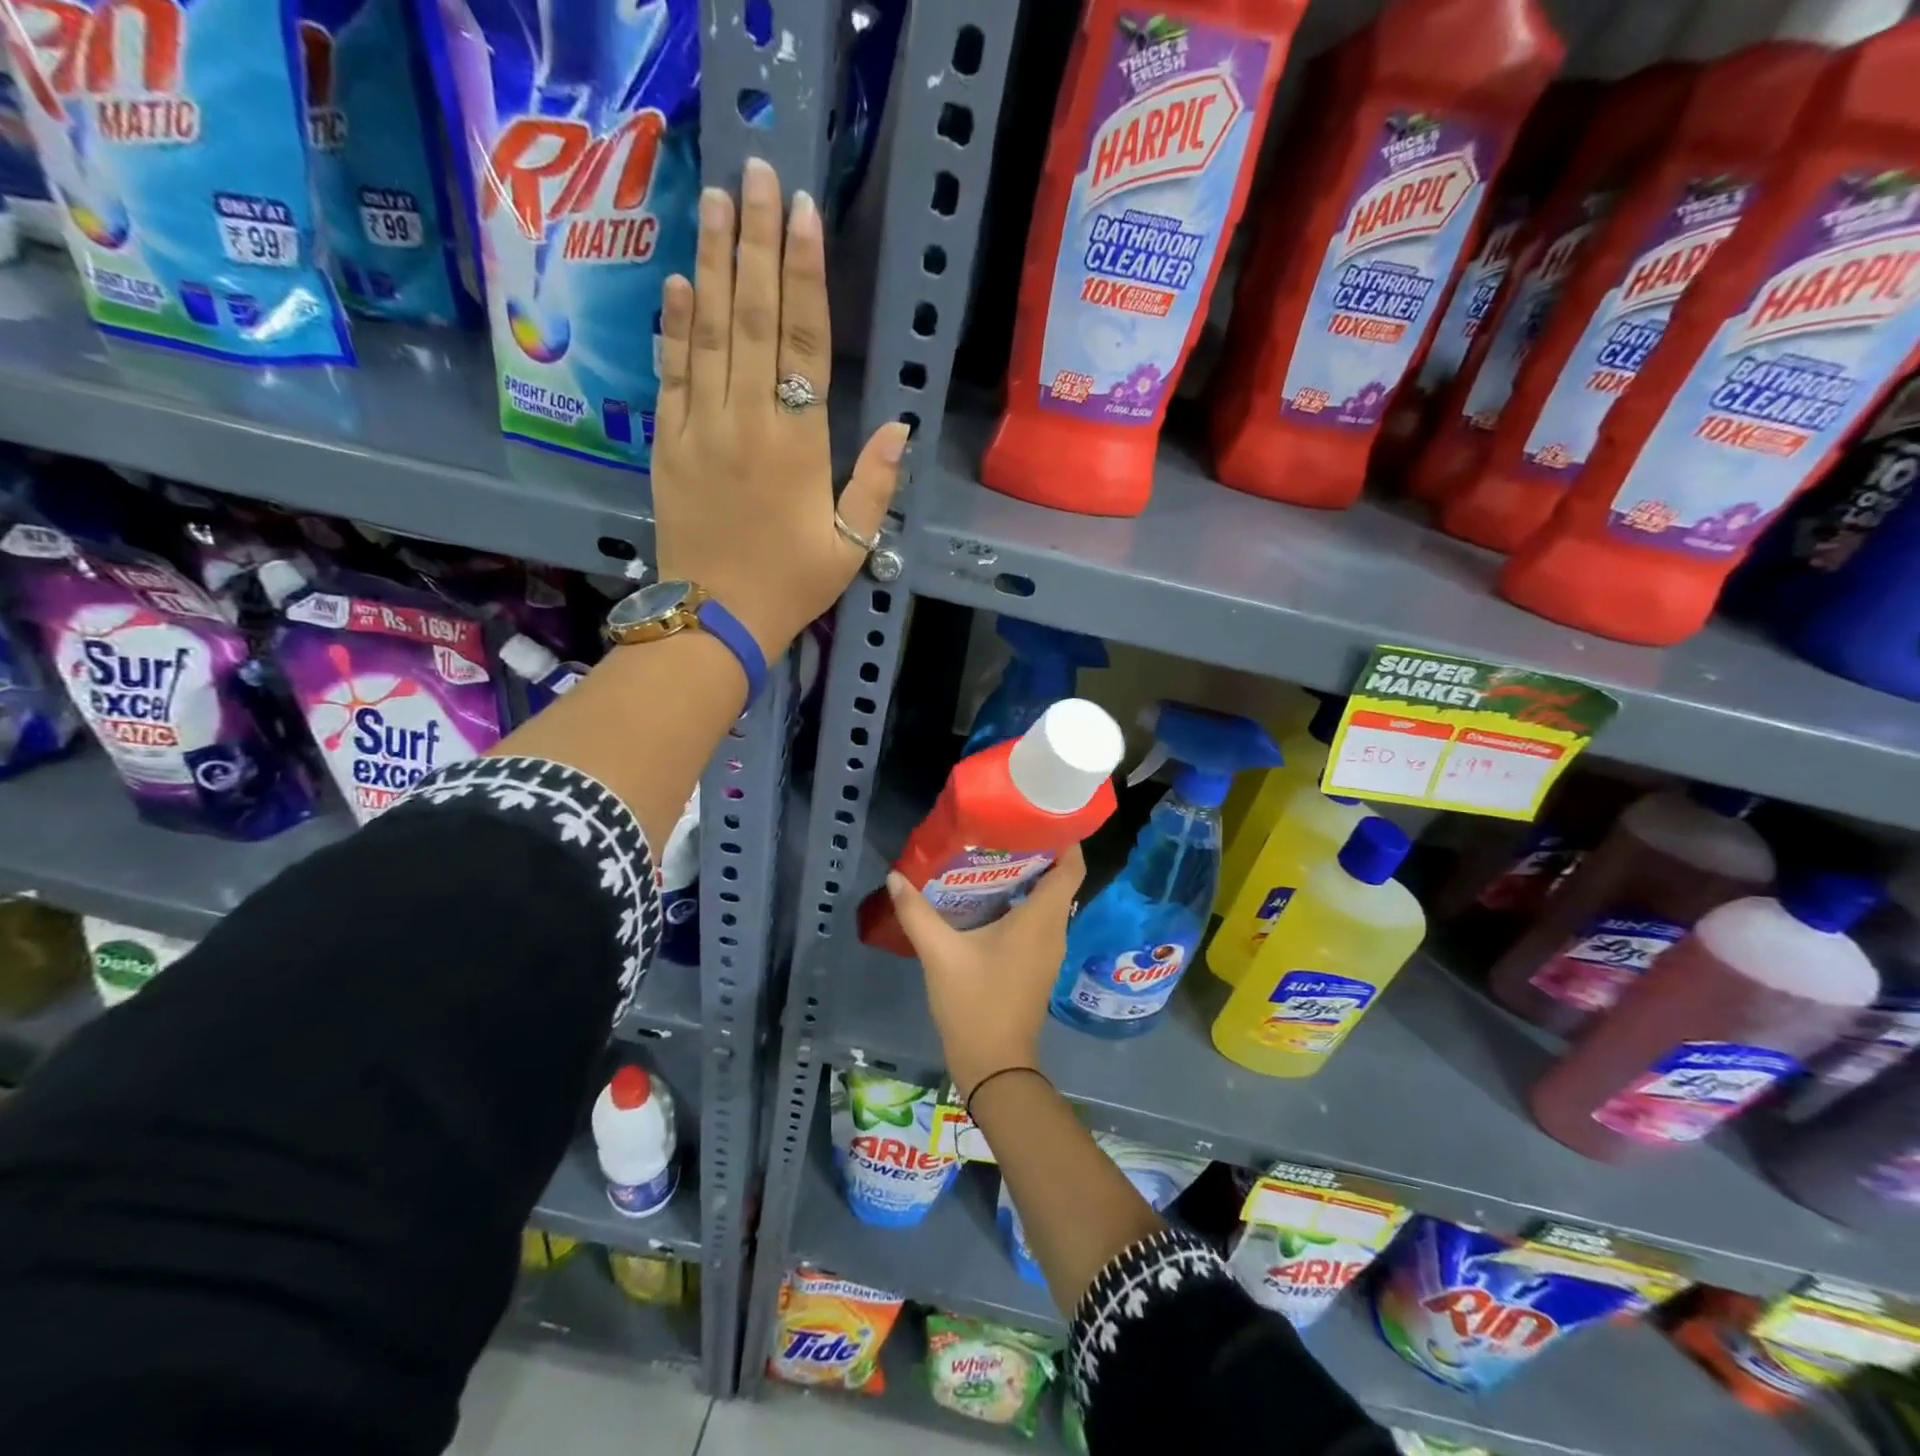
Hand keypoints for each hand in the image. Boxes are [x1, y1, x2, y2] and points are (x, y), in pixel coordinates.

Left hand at [652, 157, 907, 659]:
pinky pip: (671, 374)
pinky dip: (675, 326)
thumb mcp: (851, 546)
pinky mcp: (667, 444)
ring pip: (709, 333)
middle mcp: (747, 422)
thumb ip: (875, 484)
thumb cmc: (790, 585)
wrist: (714, 619)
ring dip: (715, 264)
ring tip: (717, 203)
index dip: (806, 276)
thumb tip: (899, 425)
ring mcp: (700, 429)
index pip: (805, 345)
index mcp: (799, 446)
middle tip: (755, 173)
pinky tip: (681, 282)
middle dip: (756, 244)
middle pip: (754, 319)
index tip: (802, 214)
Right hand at [883, 847, 1085, 1098]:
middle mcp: (1054, 929)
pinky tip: (988, 899)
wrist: (994, 1065)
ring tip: (991, 855)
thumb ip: (917, 912)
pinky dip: (1021, 902)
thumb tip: (895, 876)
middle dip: (1036, 851)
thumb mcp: (940, 954)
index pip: (1072, 867)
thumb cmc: (975, 1003)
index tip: (1039, 814)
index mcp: (1042, 919)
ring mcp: (1049, 949)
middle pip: (1059, 879)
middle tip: (1002, 829)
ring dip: (1027, 878)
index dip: (1065, 838)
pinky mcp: (1038, 964)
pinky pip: (1038, 920)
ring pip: (1048, 900)